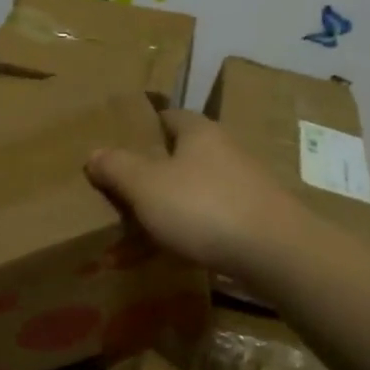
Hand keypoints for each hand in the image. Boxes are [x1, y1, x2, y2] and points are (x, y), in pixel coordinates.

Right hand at [86, 111, 302, 276]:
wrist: (276, 253)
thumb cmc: (203, 208)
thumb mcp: (146, 186)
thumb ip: (117, 168)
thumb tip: (93, 153)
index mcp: (199, 131)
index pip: (168, 116)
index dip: (143, 128)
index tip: (120, 145)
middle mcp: (226, 149)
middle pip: (184, 152)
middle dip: (157, 168)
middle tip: (126, 189)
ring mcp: (246, 184)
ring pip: (199, 186)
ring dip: (176, 201)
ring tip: (146, 223)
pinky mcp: (256, 217)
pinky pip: (215, 216)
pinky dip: (195, 227)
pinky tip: (180, 247)